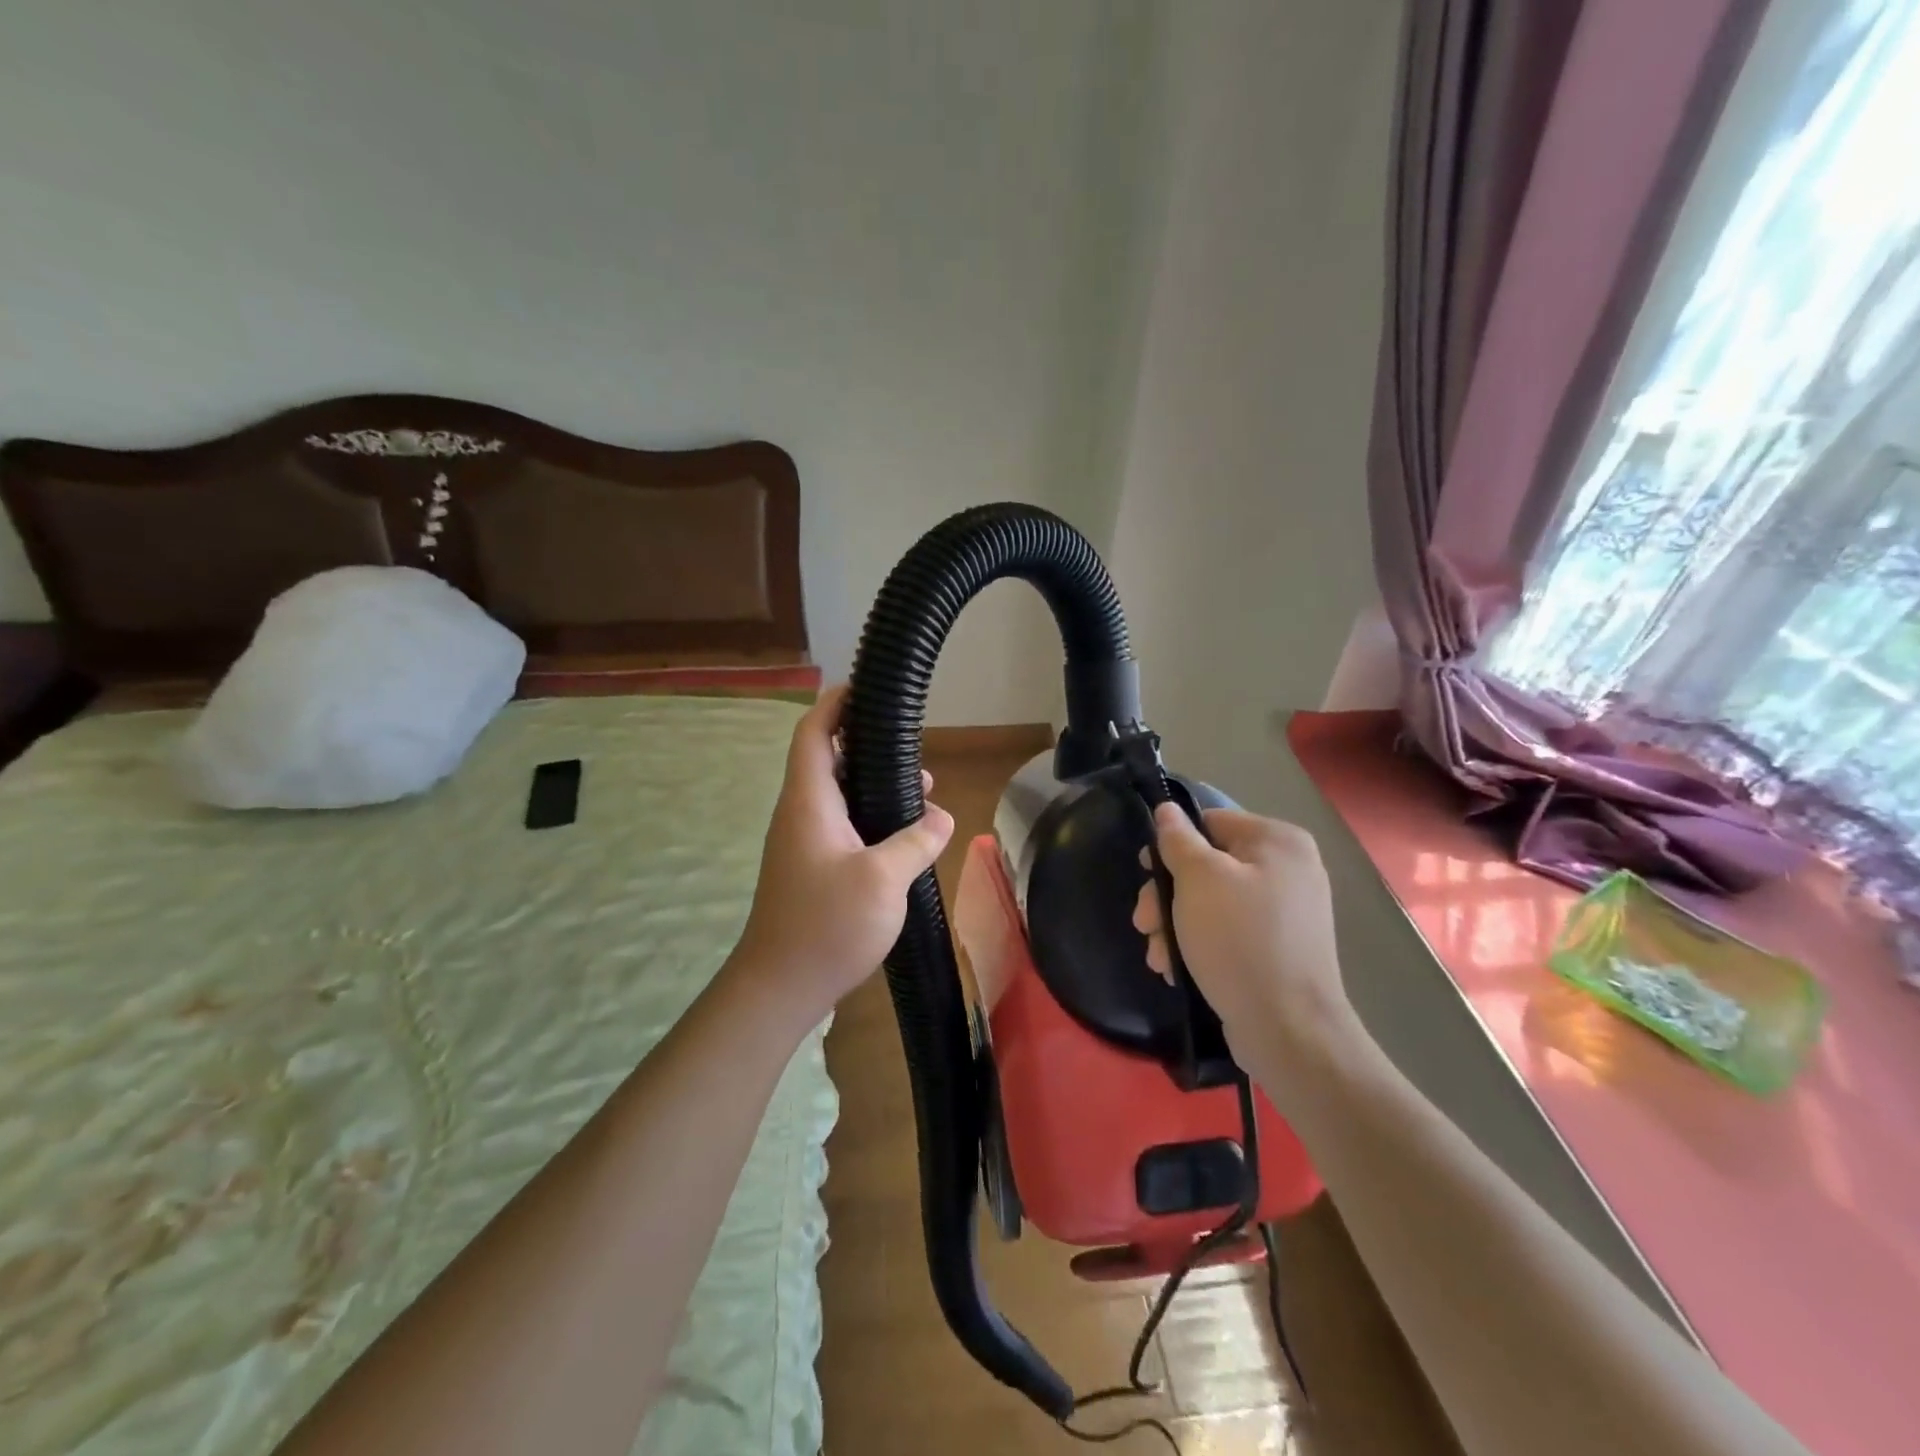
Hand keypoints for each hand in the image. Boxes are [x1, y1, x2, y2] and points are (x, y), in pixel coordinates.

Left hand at [731, 685, 954, 1021]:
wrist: (779, 987)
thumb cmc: (826, 925)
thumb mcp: (884, 879)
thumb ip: (916, 840)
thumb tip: (941, 816)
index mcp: (809, 802)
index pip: (813, 733)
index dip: (835, 703)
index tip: (866, 687)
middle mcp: (800, 814)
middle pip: (827, 759)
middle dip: (868, 745)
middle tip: (912, 749)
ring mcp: (802, 843)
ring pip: (838, 795)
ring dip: (873, 785)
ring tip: (920, 791)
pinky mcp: (810, 868)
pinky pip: (840, 825)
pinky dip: (869, 816)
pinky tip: (902, 836)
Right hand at [1132, 803, 1353, 1055]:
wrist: (1288, 1030)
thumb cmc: (1239, 940)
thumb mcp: (1198, 880)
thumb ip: (1178, 840)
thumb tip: (1167, 810)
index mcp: (1278, 841)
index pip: (1210, 822)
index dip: (1172, 845)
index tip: (1145, 873)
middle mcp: (1288, 869)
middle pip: (1208, 865)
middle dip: (1167, 896)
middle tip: (1143, 924)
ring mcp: (1285, 912)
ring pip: (1211, 902)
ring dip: (1175, 925)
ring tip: (1157, 956)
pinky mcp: (1277, 949)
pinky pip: (1228, 931)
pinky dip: (1199, 945)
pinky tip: (1176, 969)